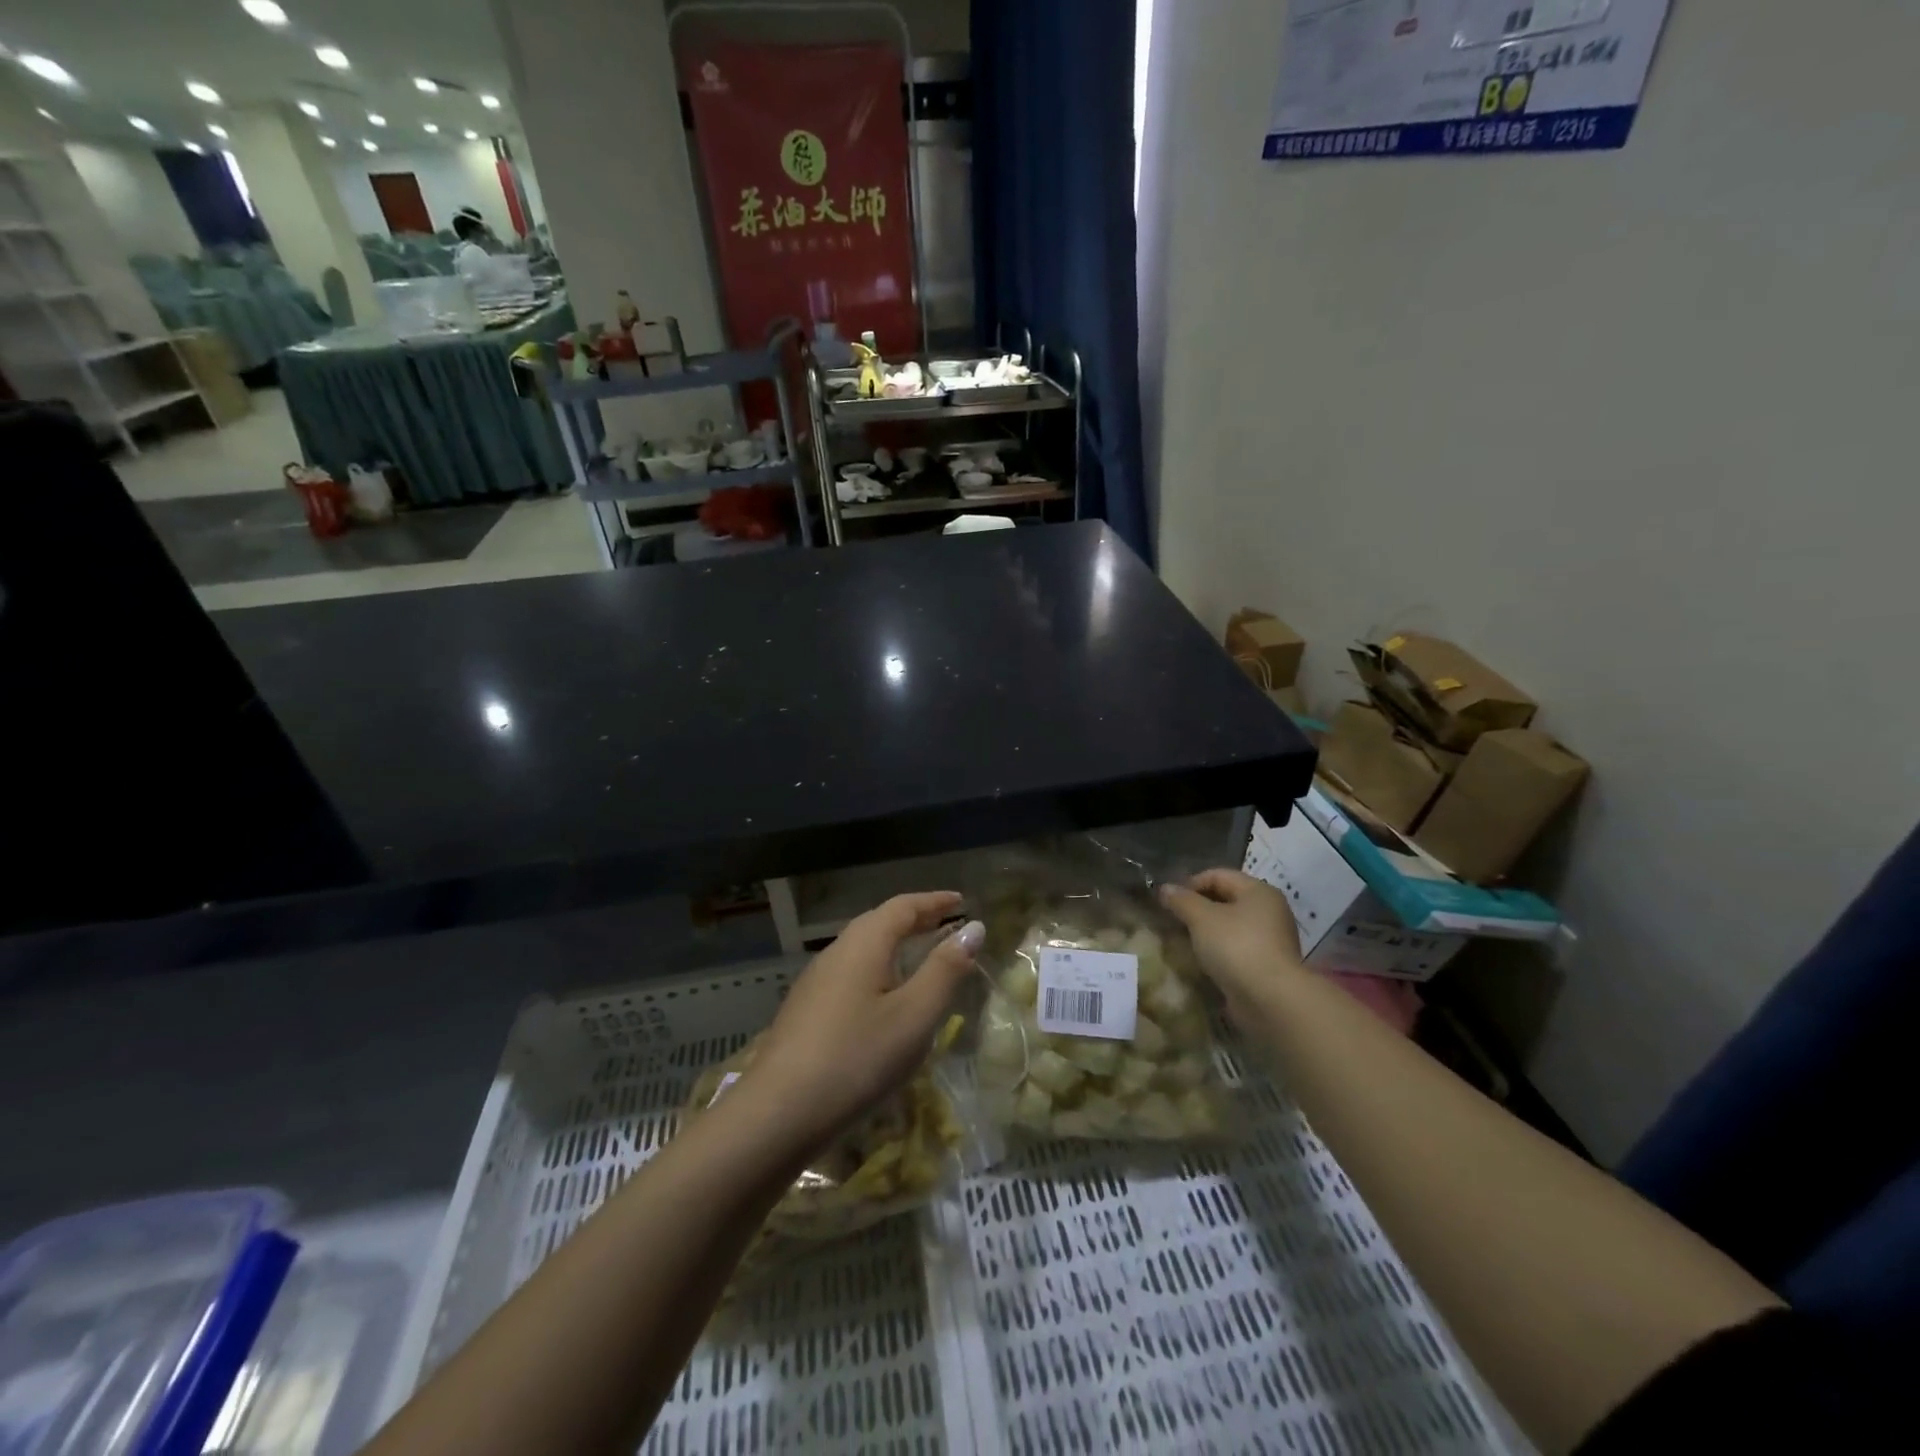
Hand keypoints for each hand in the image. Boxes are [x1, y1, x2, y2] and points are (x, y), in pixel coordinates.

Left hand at [748, 892, 983, 1151]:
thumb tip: (973, 928)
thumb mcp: (914, 1016)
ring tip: (921, 958)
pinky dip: (878, 969)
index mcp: (864, 943)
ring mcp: (816, 982)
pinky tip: (885, 998)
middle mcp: (837, 952)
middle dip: (915, 920)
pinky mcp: (806, 1010)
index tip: (961, 900)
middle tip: (946, 924)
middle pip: (879, 923)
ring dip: (895, 945)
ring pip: (863, 949)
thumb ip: (945, 970)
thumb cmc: (857, 1058)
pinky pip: (851, 973)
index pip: (903, 906)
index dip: (934, 901)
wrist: (778, 1113)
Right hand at [1159, 869, 1305, 1023]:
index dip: (1190, 883)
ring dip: (1206, 931)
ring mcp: (1271, 940)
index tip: (1169, 901)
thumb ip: (1182, 900)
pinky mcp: (1267, 965)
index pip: (1218, 875)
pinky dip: (1218, 950)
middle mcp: (1269, 911)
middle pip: (1226, 899)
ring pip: (1230, 926)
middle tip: (1173, 920)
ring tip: (1183, 941)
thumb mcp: (1202, 918)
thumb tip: (1165, 888)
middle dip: (1197, 908)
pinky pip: (1236, 948)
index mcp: (1258, 891)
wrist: (1271, 1000)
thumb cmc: (1236, 947)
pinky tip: (1201, 961)